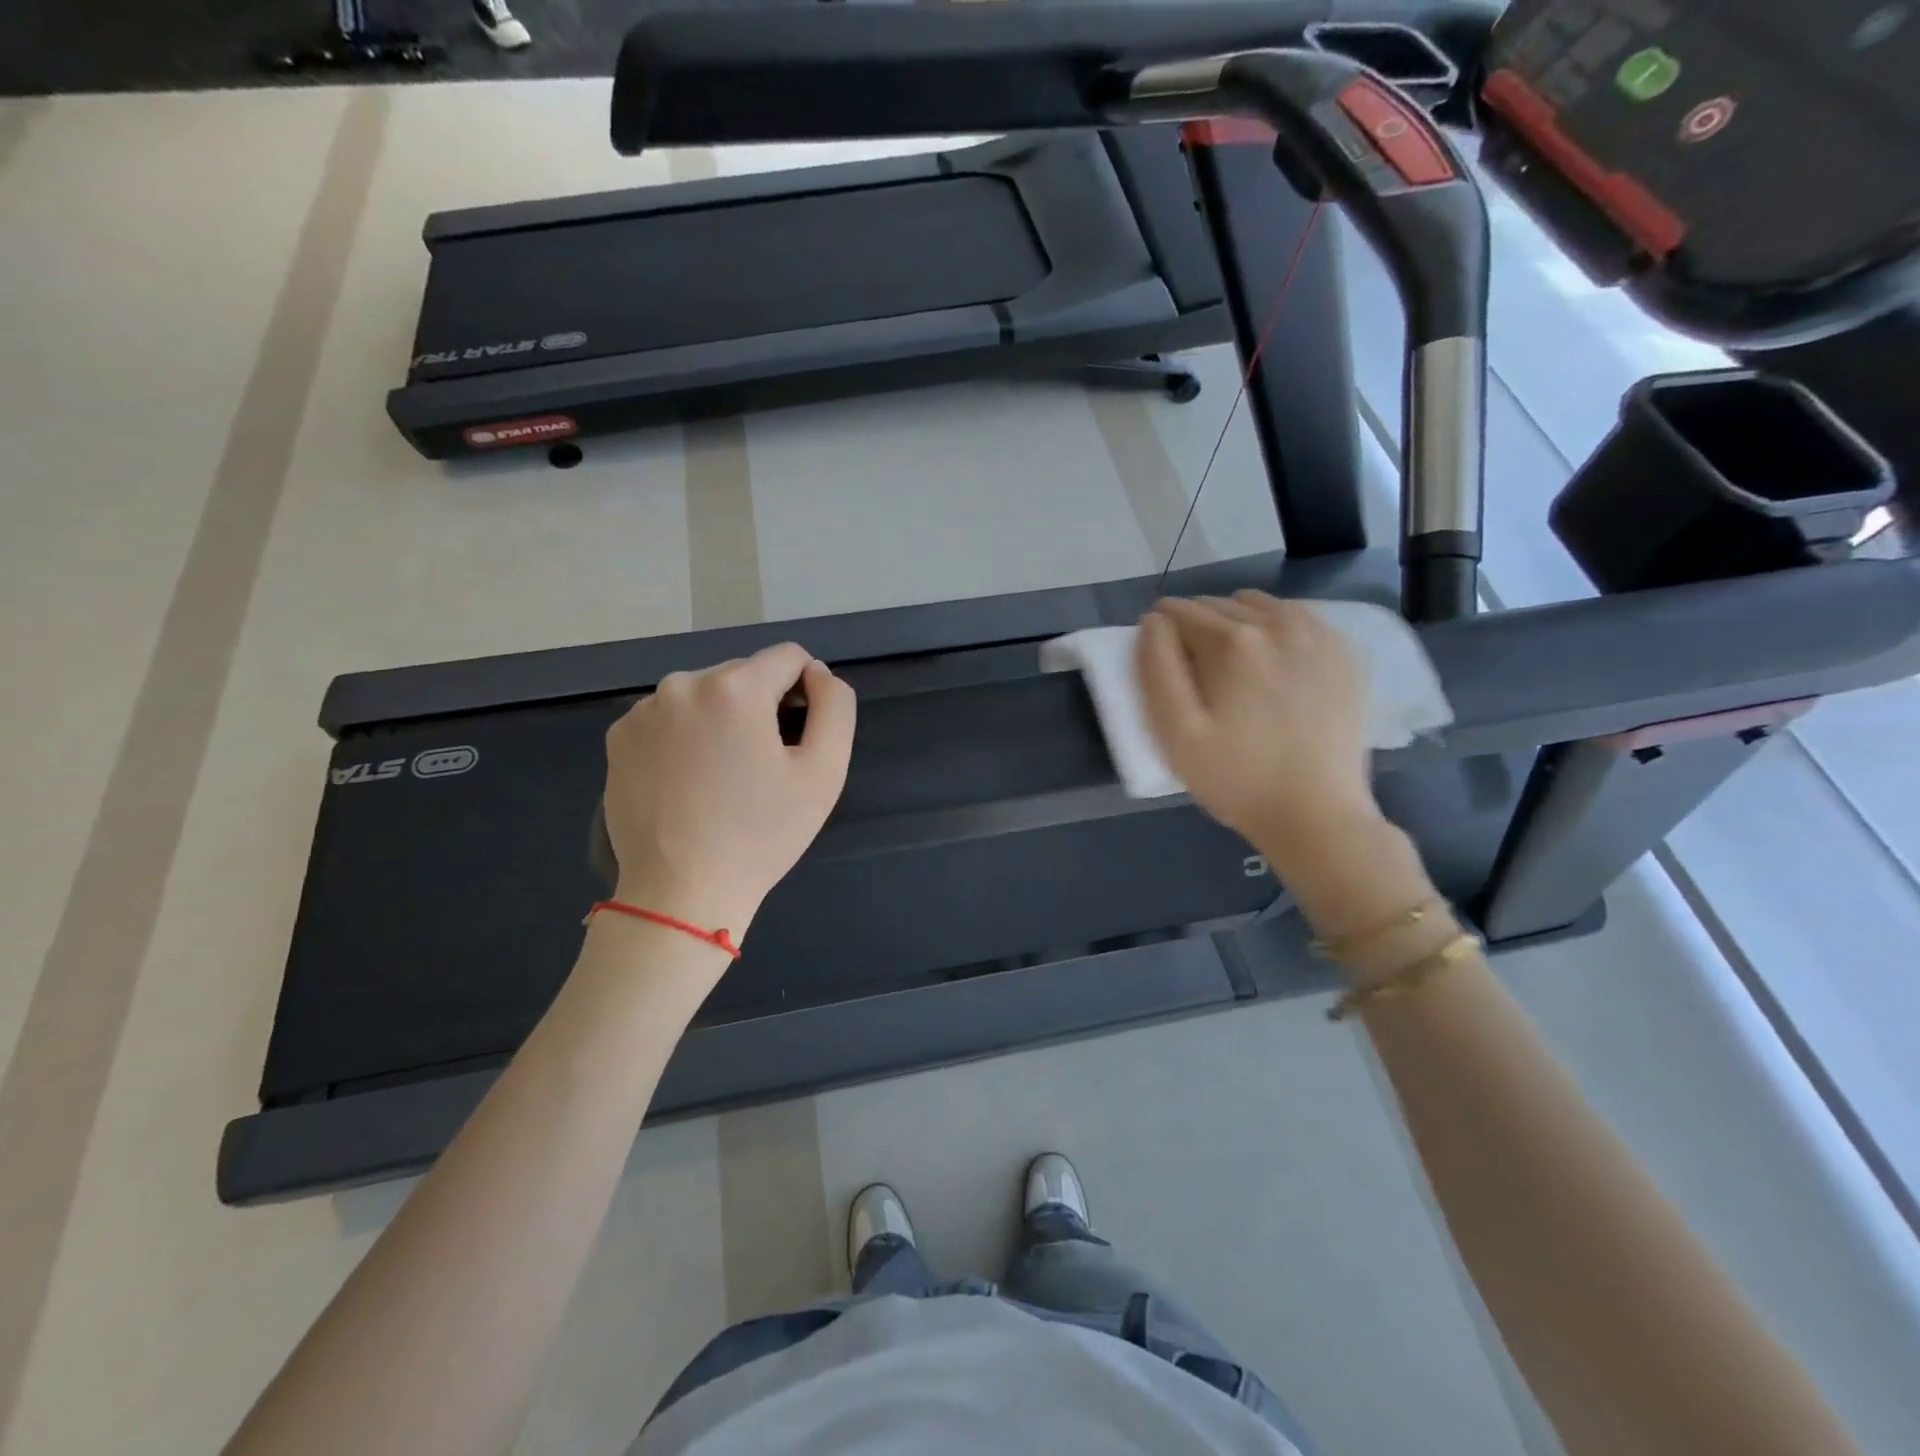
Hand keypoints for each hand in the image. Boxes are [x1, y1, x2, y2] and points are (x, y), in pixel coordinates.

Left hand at [603, 643, 855, 936]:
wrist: (681, 894)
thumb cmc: (761, 835)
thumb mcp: (824, 772)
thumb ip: (835, 707)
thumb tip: (818, 674)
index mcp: (735, 687)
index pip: (789, 657)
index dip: (806, 692)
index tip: (799, 739)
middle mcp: (683, 683)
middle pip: (744, 675)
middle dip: (761, 707)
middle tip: (763, 767)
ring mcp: (643, 710)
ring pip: (705, 695)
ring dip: (723, 720)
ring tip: (724, 777)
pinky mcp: (618, 737)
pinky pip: (670, 718)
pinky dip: (686, 736)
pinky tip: (689, 780)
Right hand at [1136, 592, 1381, 865]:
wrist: (1316, 815)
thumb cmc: (1235, 779)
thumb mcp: (1175, 733)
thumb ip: (1156, 668)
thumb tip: (1153, 622)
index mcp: (1231, 642)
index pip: (1179, 612)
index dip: (1161, 633)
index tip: (1163, 663)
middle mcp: (1277, 624)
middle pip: (1219, 605)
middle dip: (1197, 627)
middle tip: (1195, 673)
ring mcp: (1318, 635)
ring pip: (1259, 605)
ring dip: (1236, 622)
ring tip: (1233, 667)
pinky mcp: (1345, 653)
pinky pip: (1298, 618)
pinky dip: (1276, 629)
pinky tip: (1274, 666)